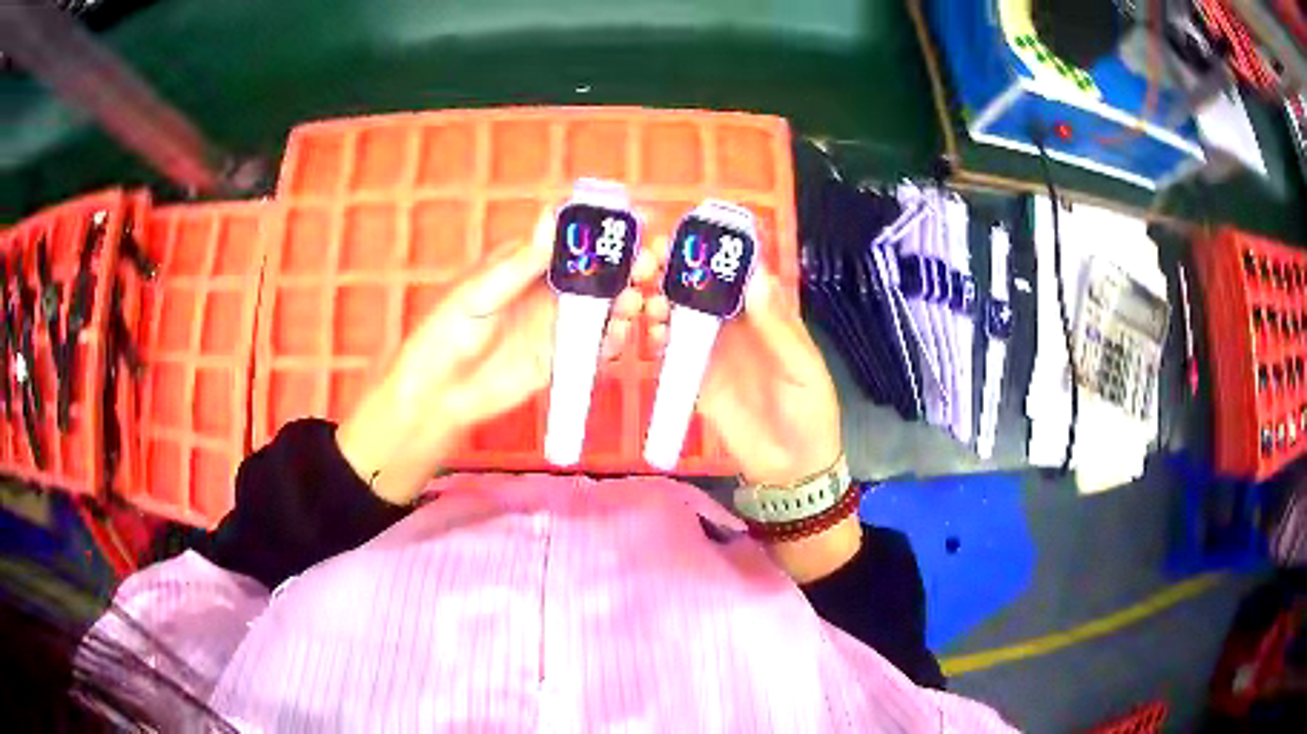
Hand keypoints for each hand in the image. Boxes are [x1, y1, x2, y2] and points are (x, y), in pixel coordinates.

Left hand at [338, 209, 654, 504]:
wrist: (439, 396)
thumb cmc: (446, 335)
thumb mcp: (479, 294)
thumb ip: (520, 264)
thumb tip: (553, 218)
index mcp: (527, 263)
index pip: (574, 237)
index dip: (607, 227)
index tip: (642, 218)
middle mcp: (549, 289)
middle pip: (599, 270)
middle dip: (630, 264)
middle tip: (650, 263)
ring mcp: (558, 324)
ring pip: (606, 306)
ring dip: (629, 300)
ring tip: (636, 303)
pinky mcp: (563, 357)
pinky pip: (598, 344)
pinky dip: (615, 338)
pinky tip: (619, 336)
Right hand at [644, 242, 854, 582]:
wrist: (789, 468)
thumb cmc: (808, 412)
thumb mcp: (802, 369)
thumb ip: (777, 328)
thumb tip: (754, 276)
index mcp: (768, 314)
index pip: (740, 272)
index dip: (717, 252)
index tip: (689, 236)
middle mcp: (737, 323)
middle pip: (703, 287)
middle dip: (678, 269)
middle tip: (651, 259)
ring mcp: (713, 349)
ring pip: (682, 313)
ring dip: (662, 299)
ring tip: (645, 296)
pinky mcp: (694, 376)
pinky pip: (672, 350)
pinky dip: (658, 337)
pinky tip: (652, 334)